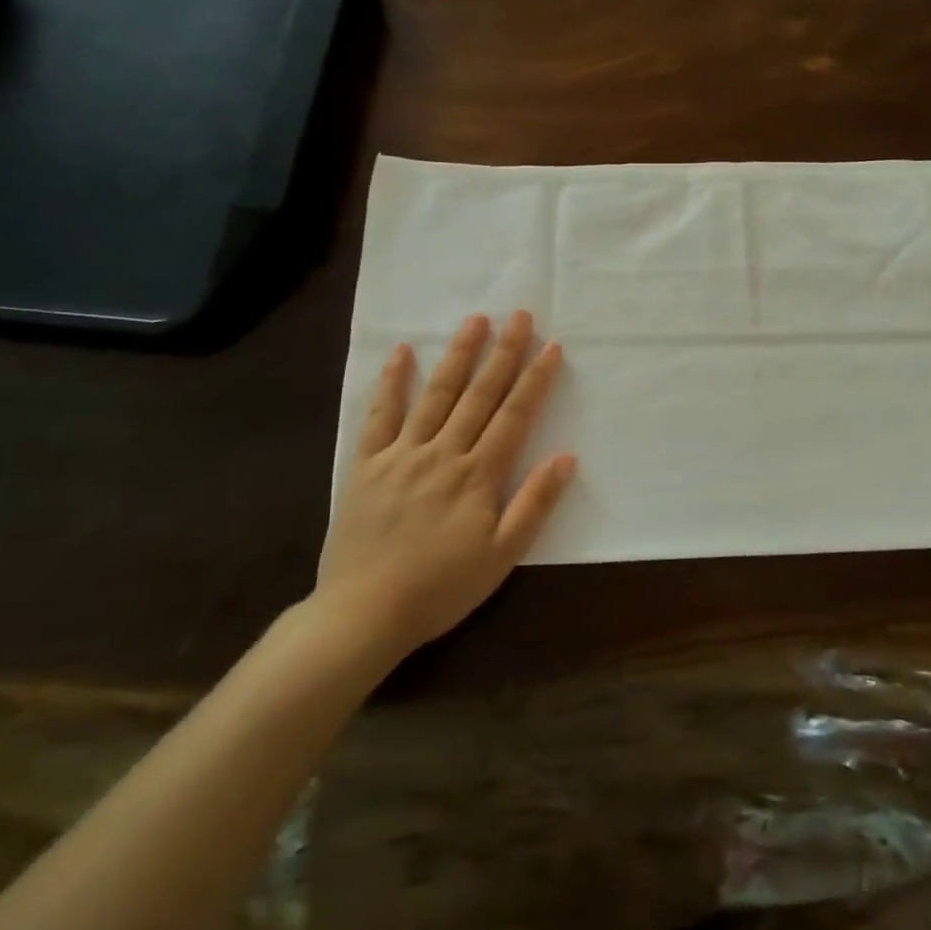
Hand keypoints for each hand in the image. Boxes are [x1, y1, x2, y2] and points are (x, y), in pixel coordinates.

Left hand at [313, 311, 575, 657]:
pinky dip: (391, 382)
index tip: (552, 346)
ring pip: (436, 395)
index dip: (535, 380)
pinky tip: (402, 352)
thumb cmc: (441, 588)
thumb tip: (566, 457)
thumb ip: (534, 503)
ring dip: (458, 355)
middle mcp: (443, 453)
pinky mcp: (367, 464)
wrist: (364, 613)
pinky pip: (380, 415)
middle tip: (519, 316)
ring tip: (475, 320)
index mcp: (478, 475)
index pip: (514, 416)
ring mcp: (402, 454)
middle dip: (503, 353)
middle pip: (479, 395)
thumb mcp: (502, 556)